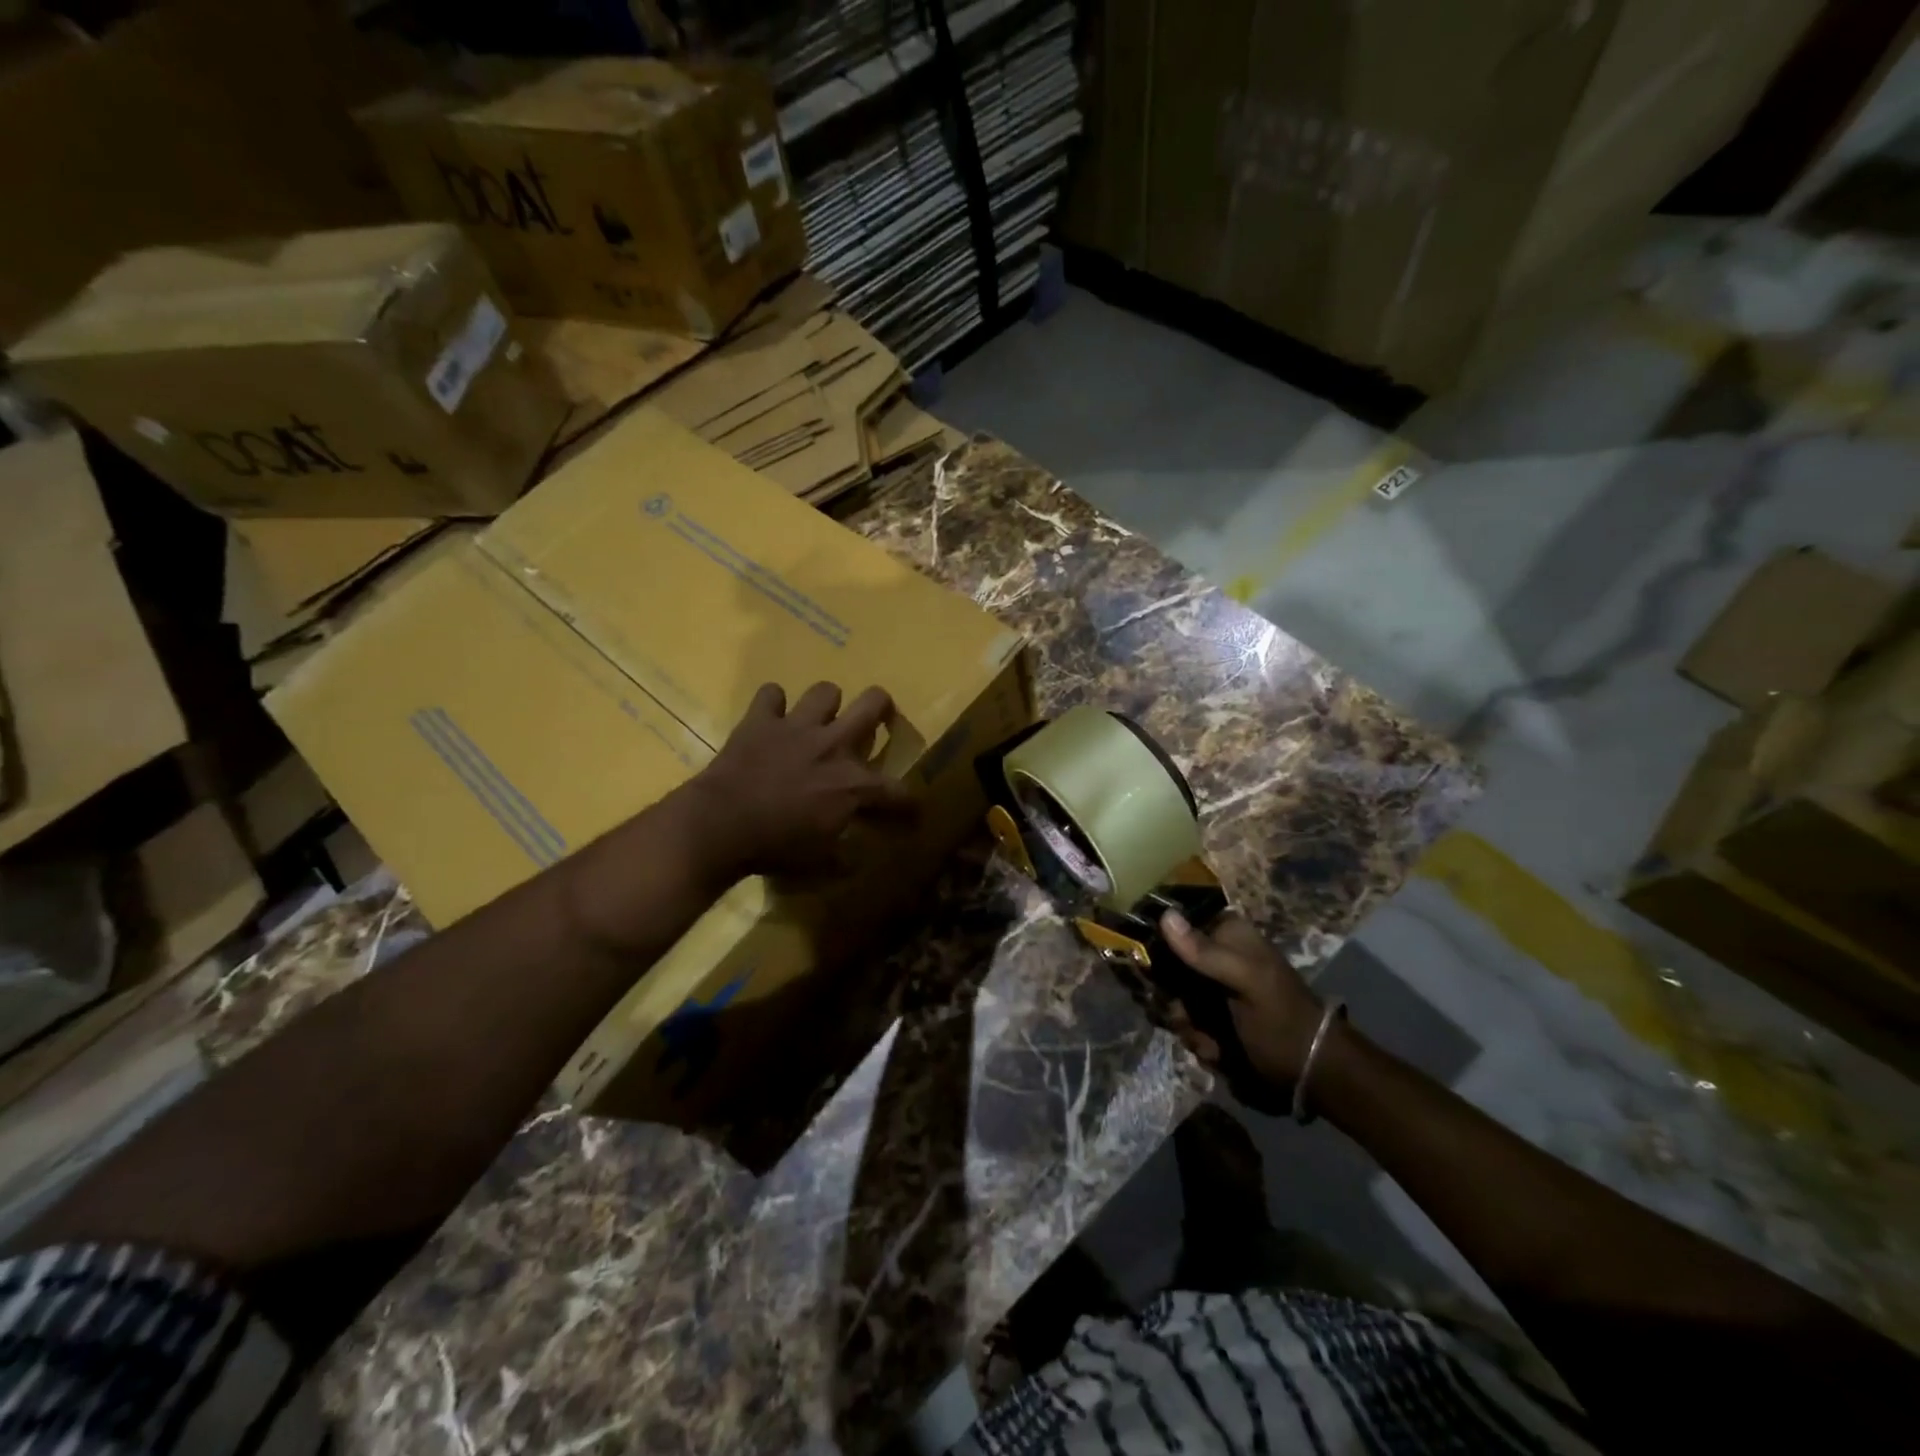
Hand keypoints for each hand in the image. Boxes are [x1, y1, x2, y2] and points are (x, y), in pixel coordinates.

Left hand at [684, 681, 915, 882]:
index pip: (897, 792)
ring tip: (819, 721)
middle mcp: (833, 745)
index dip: (910, 804)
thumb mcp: (819, 864)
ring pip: (826, 691)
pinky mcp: (760, 721)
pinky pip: (770, 694)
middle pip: (873, 704)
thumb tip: (855, 861)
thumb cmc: (775, 848)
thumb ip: (843, 858)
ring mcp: (796, 727)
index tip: (912, 814)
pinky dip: (772, 705)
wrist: (721, 826)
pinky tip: (771, 719)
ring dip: (826, 705)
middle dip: (883, 709)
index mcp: (853, 784)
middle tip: (876, 722)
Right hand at [1159, 910, 1324, 1084]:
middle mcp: (1213, 957)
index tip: (1152, 969)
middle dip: (1170, 997)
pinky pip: (1184, 1024)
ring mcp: (1210, 990)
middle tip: (1185, 1016)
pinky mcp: (1210, 1020)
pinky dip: (1197, 1040)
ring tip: (1211, 1041)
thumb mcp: (1247, 981)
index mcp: (1226, 935)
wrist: (1312, 1073)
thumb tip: (1165, 915)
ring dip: (1185, 1024)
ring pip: (1170, 999)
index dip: (1157, 946)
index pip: (1174, 924)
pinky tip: (1218, 1052)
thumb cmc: (1283, 1019)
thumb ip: (1206, 952)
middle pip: (1164, 966)